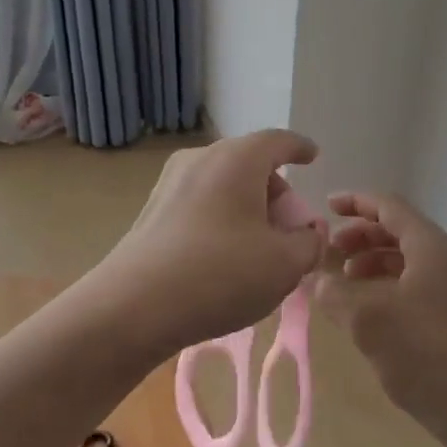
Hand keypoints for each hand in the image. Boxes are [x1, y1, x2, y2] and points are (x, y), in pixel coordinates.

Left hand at [87, 129, 325, 356]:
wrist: (134, 305)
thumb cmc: (220, 274)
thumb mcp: (284, 265)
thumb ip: (309, 243)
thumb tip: (308, 232)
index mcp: (237, 158)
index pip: (278, 141)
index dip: (300, 148)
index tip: (312, 156)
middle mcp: (201, 158)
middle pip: (249, 162)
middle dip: (275, 190)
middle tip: (290, 227)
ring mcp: (170, 182)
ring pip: (222, 183)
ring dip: (247, 207)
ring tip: (258, 248)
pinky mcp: (151, 210)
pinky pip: (200, 202)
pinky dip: (221, 218)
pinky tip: (223, 257)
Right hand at [313, 192, 446, 446]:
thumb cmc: (425, 354)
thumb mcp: (367, 319)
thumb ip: (334, 291)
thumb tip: (318, 279)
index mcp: (434, 247)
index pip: (390, 207)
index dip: (356, 203)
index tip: (326, 207)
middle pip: (402, 231)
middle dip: (362, 237)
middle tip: (331, 253)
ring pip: (413, 259)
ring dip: (376, 262)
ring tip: (347, 283)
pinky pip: (424, 282)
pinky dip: (394, 284)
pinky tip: (374, 310)